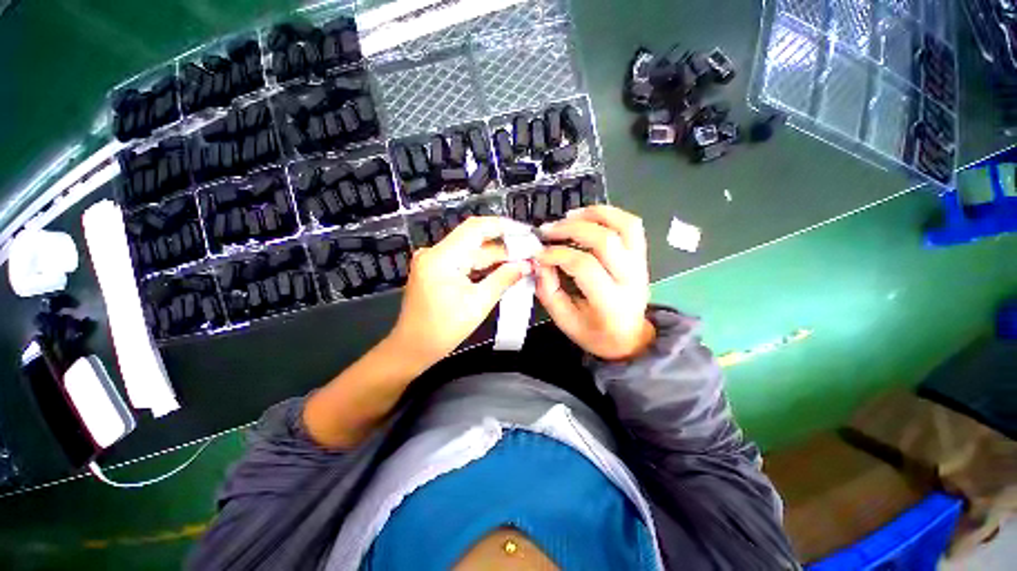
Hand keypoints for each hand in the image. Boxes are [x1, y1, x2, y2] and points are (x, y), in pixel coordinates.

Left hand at [389, 216, 529, 366]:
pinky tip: (503, 270)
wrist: (413, 347)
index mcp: (441, 258)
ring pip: (472, 252)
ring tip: (522, 262)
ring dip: (496, 258)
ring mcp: (435, 261)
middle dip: (504, 247)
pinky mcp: (437, 270)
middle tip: (529, 253)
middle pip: (475, 241)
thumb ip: (504, 279)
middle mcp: (435, 253)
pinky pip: (465, 262)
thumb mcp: (478, 303)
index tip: (525, 232)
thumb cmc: (443, 330)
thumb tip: (526, 265)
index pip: (475, 228)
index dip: (503, 226)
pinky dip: (483, 267)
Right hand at [535, 205, 654, 359]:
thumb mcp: (565, 321)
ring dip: (594, 214)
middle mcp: (631, 279)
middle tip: (548, 231)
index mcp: (611, 303)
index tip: (538, 254)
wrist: (629, 338)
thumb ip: (549, 291)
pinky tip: (587, 216)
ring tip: (568, 216)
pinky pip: (631, 225)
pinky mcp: (641, 256)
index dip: (557, 255)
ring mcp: (640, 264)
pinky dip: (609, 213)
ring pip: (624, 226)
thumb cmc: (594, 333)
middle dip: (571, 230)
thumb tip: (540, 261)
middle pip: (605, 241)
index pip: (584, 266)